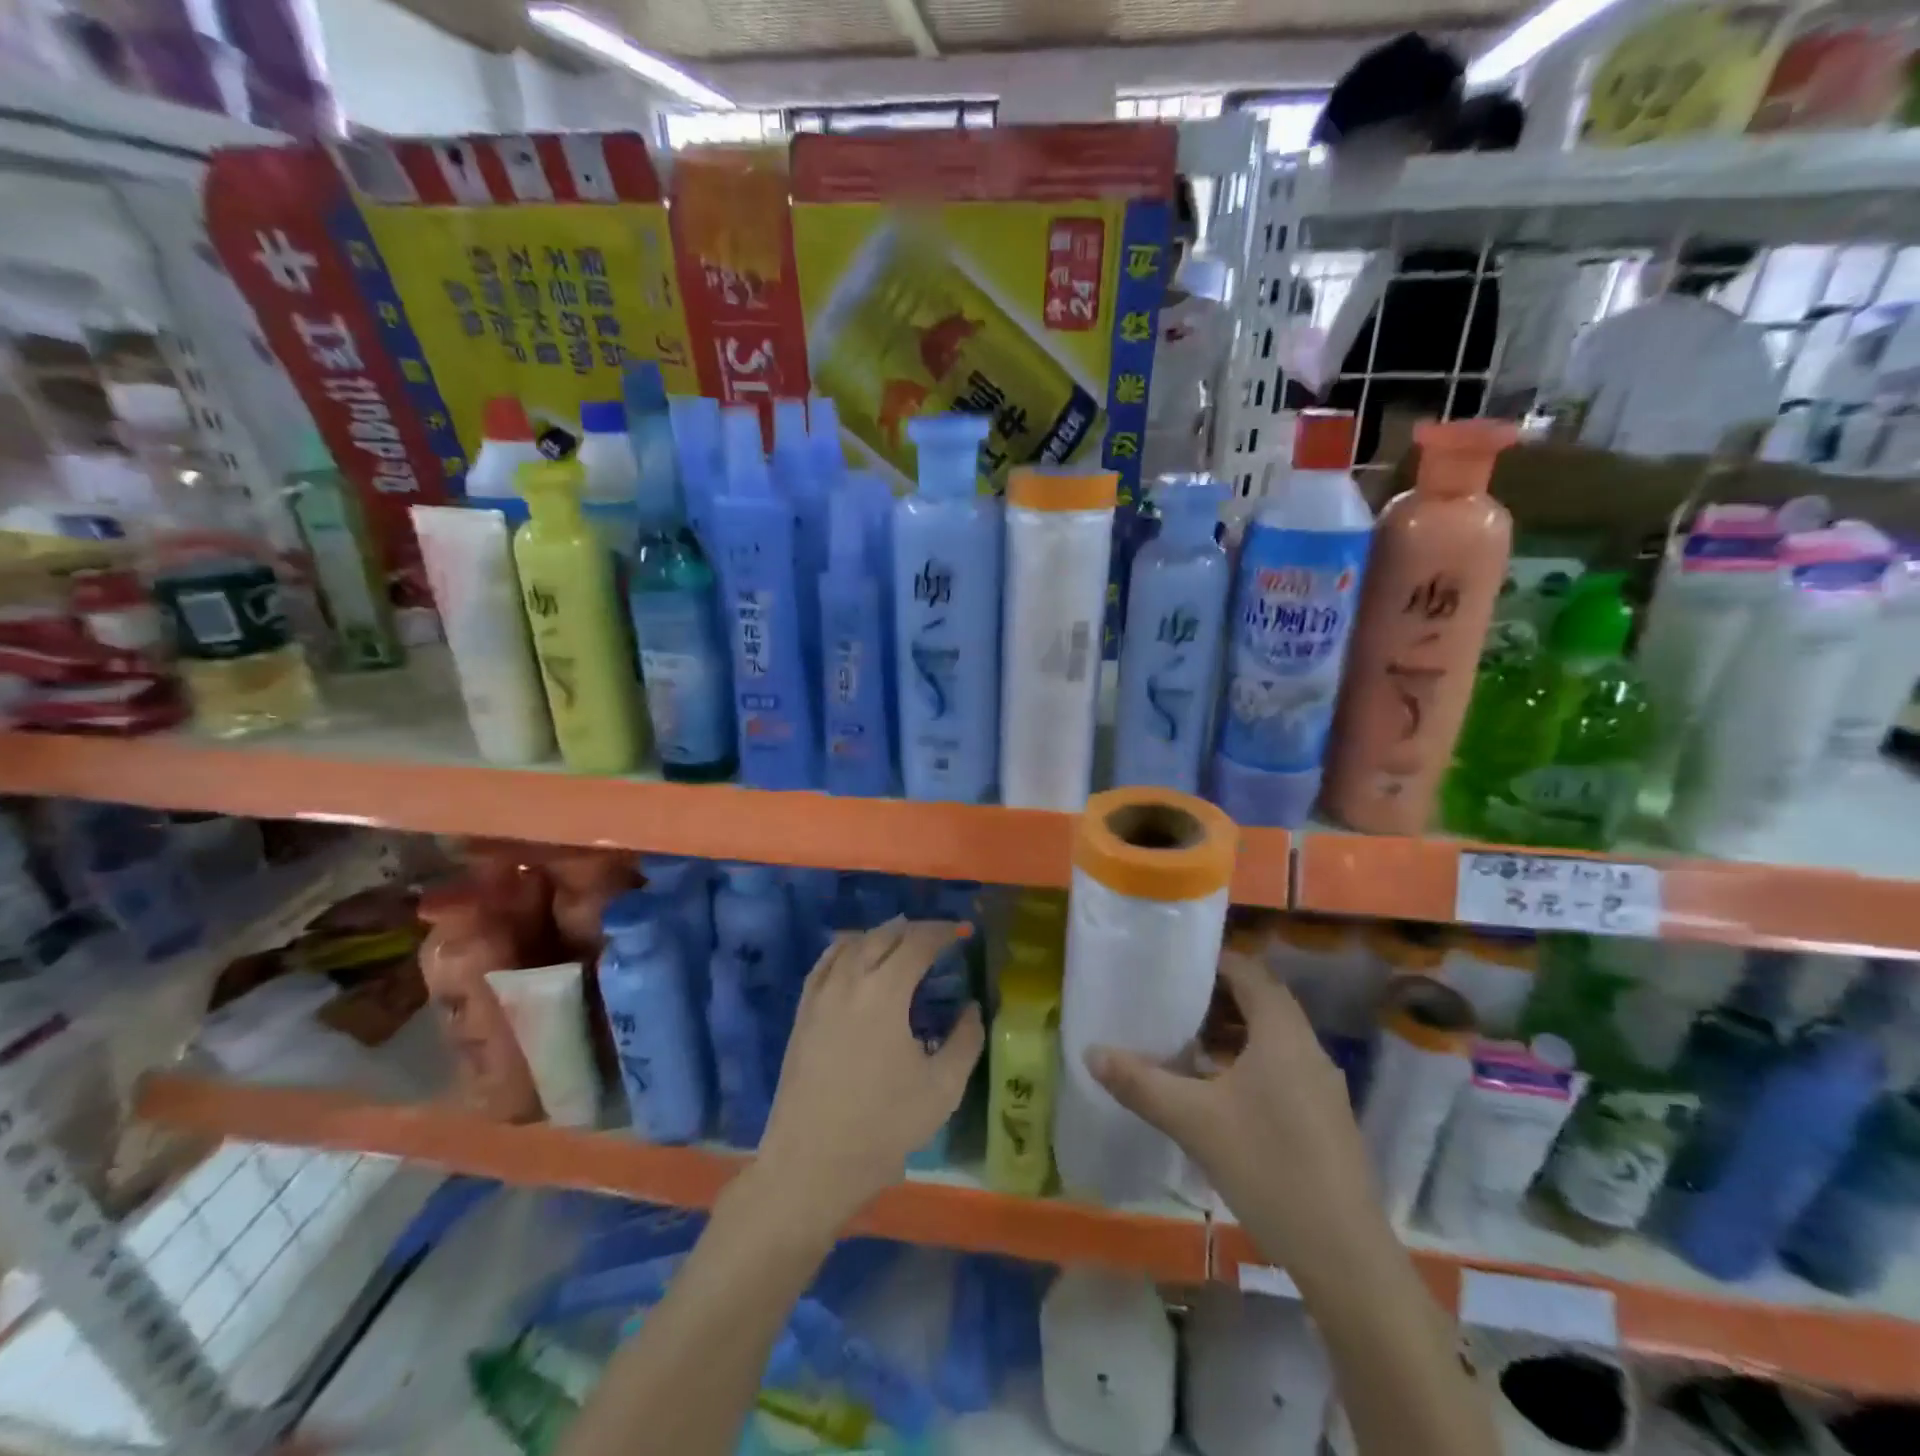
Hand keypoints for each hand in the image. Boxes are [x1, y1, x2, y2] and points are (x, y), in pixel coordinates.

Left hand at [758, 919, 984, 1233]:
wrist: (811, 1163)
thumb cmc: (883, 1126)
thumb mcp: (943, 1089)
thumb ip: (965, 1040)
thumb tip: (971, 1008)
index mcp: (885, 992)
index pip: (916, 942)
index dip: (941, 932)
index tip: (960, 932)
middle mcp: (850, 980)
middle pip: (883, 935)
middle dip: (913, 929)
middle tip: (936, 938)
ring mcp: (820, 994)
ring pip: (851, 943)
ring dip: (879, 936)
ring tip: (900, 943)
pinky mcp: (802, 1012)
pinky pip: (825, 963)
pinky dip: (846, 949)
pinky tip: (855, 958)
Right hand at [1087, 951, 1382, 1266]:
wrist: (1345, 1256)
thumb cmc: (1269, 1167)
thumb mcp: (1194, 1122)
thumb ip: (1141, 1083)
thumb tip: (1092, 1052)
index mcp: (1283, 1034)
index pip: (1251, 972)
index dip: (1214, 963)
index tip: (1175, 966)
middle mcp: (1307, 1050)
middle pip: (1261, 1003)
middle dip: (1216, 1000)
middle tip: (1171, 1004)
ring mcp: (1321, 1086)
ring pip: (1272, 1040)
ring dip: (1231, 1035)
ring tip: (1185, 1046)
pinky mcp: (1323, 1119)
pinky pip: (1281, 1069)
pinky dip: (1247, 1065)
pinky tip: (1216, 1094)